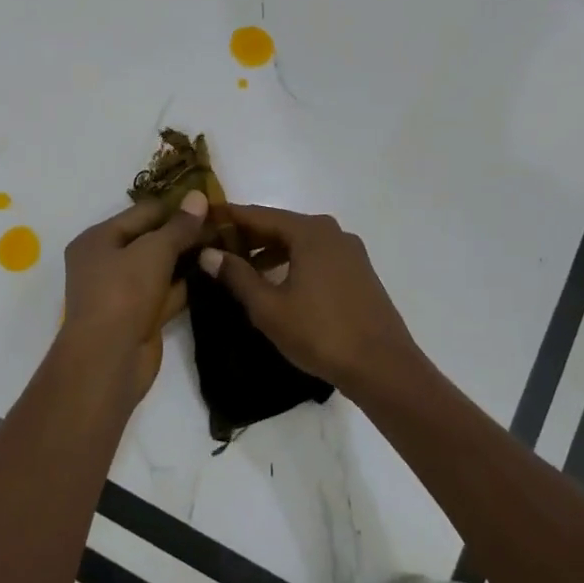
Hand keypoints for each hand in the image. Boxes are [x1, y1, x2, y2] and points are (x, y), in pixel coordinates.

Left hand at [61, 191, 208, 399]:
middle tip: (224, 226)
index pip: (142, 213)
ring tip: (226, 246)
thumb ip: (178, 226)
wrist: (109, 358)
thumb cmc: (123, 294)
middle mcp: (107, 262)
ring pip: (161, 267)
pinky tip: (216, 273)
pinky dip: (188, 285)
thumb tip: (198, 197)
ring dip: (189, 259)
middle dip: (185, 234)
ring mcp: (124, 292)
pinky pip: (167, 293)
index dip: (176, 207)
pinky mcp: (141, 316)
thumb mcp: (152, 251)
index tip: (212, 204)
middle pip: (151, 239)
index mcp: (98, 239)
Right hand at [199, 207, 417, 390]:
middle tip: (215, 248)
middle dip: (248, 236)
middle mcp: (332, 232)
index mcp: (310, 232)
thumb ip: (237, 276)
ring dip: (269, 252)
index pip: (258, 215)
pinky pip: (316, 257)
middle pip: (280, 226)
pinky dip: (292, 262)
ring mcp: (350, 252)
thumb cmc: (320, 333)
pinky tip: (277, 284)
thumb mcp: (269, 307)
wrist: (382, 367)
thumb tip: (208, 253)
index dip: (229, 218)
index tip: (201, 220)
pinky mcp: (359, 273)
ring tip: (241, 270)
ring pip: (299, 243)